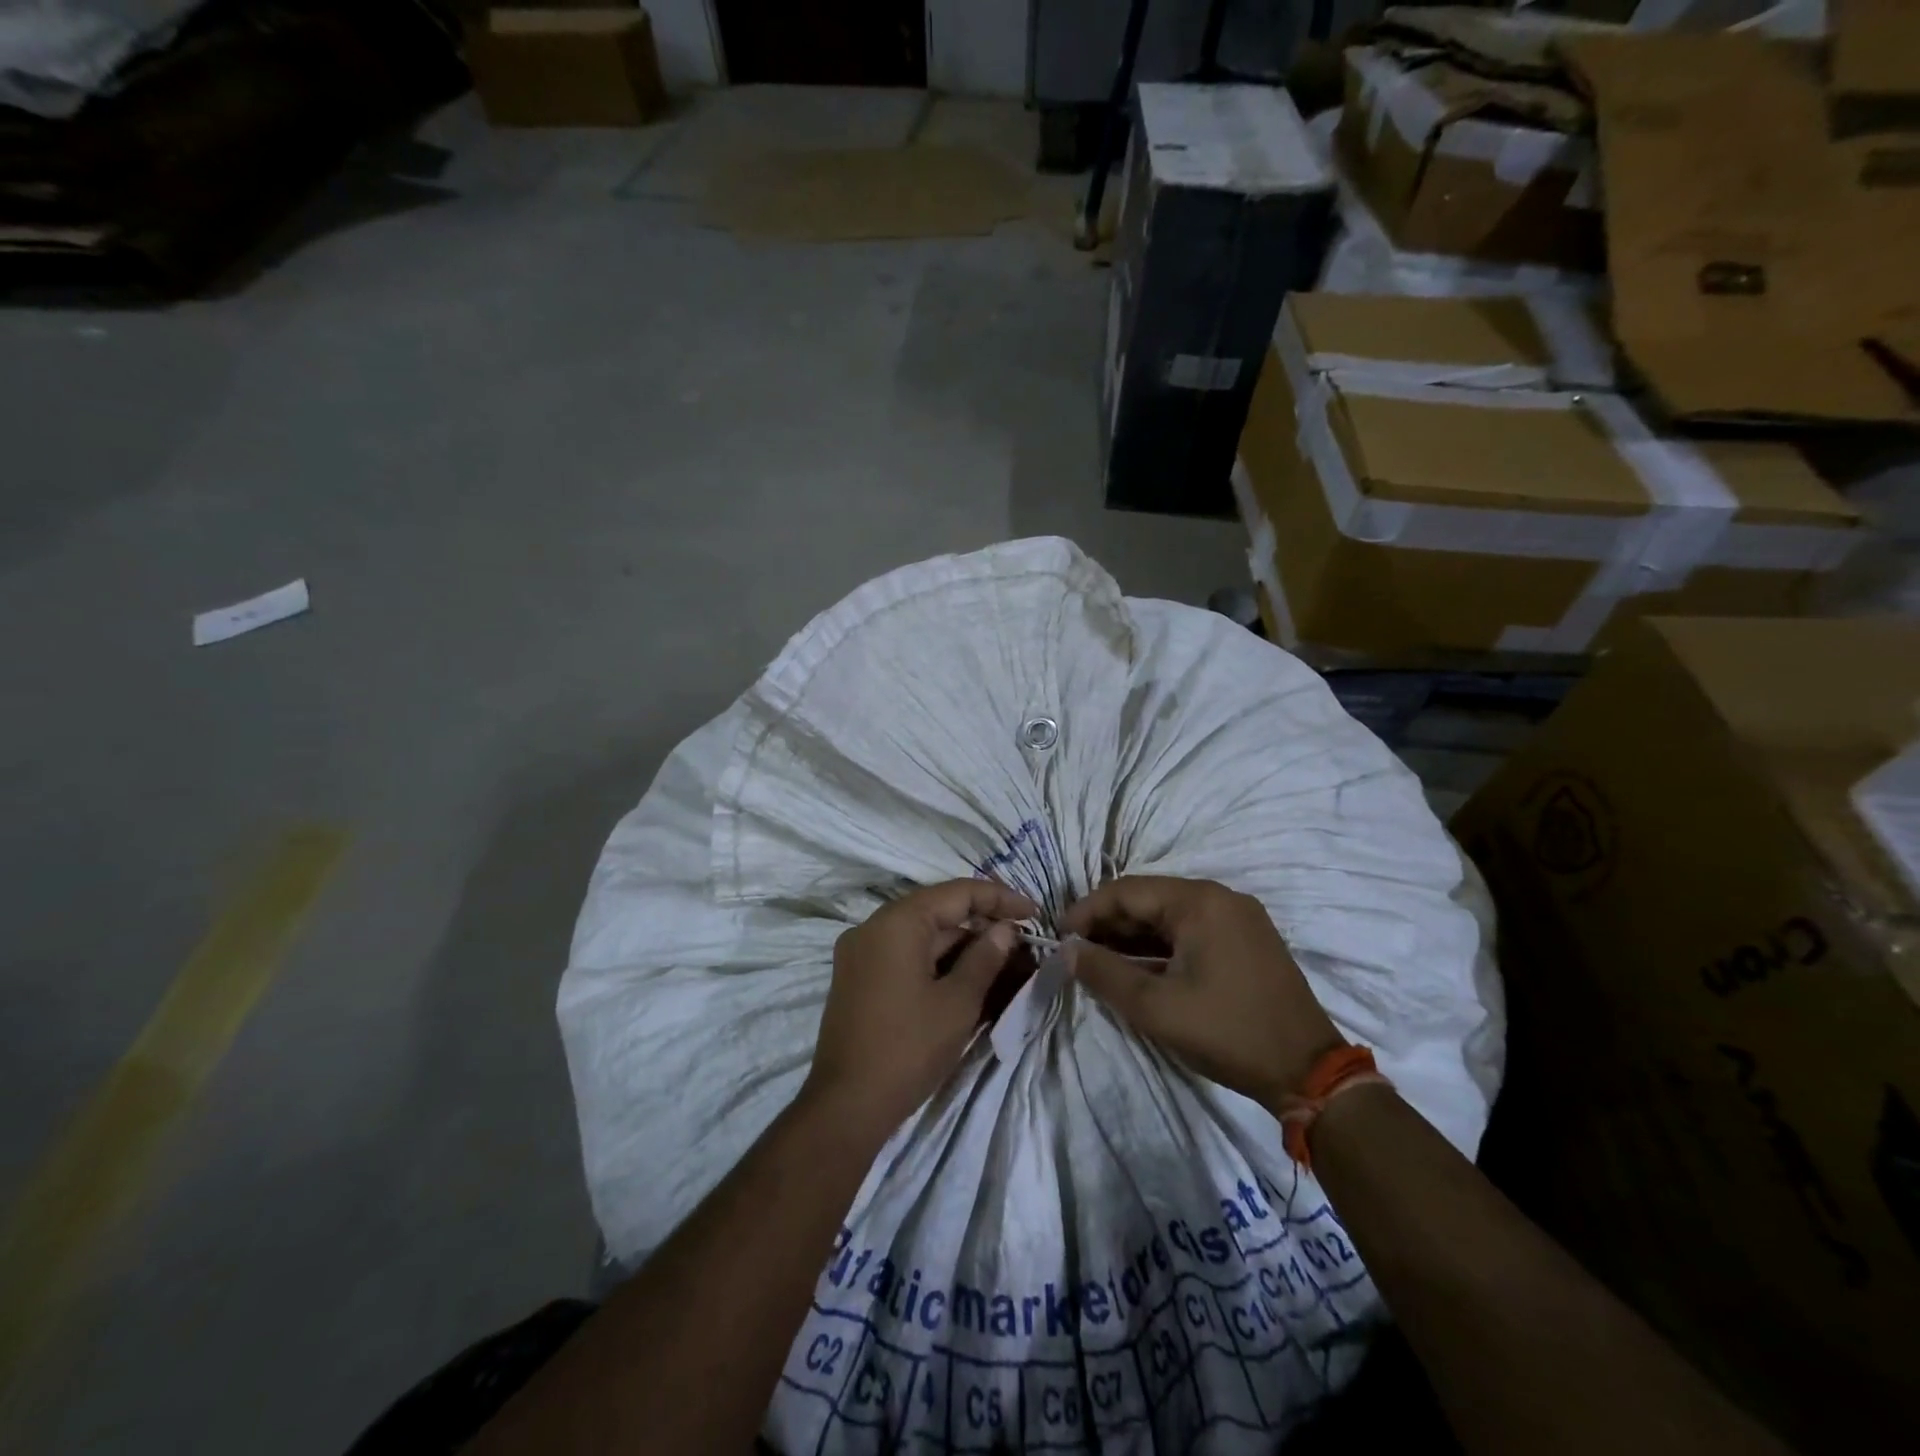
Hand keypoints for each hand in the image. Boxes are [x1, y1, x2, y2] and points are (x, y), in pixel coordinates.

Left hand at [803, 879, 1038, 1142]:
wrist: (846, 1105)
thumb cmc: (908, 1048)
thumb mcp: (958, 1002)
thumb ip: (984, 957)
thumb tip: (1004, 930)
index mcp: (897, 922)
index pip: (957, 893)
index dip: (1000, 899)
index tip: (1035, 913)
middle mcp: (873, 926)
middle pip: (937, 911)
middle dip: (982, 924)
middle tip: (1022, 941)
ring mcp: (861, 952)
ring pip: (921, 935)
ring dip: (961, 944)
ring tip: (1002, 961)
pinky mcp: (858, 977)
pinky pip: (905, 955)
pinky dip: (936, 961)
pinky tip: (967, 977)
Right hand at [1063, 876, 1343, 1109]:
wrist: (1308, 1071)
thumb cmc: (1227, 1032)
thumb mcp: (1155, 1007)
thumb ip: (1105, 973)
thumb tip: (1068, 951)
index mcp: (1200, 901)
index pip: (1127, 891)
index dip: (1087, 910)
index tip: (1060, 936)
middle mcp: (1220, 897)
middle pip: (1149, 899)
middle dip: (1108, 923)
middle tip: (1076, 951)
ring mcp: (1238, 917)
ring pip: (1169, 915)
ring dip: (1133, 935)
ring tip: (1099, 960)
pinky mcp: (1246, 939)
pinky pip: (1191, 930)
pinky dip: (1160, 945)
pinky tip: (1138, 966)